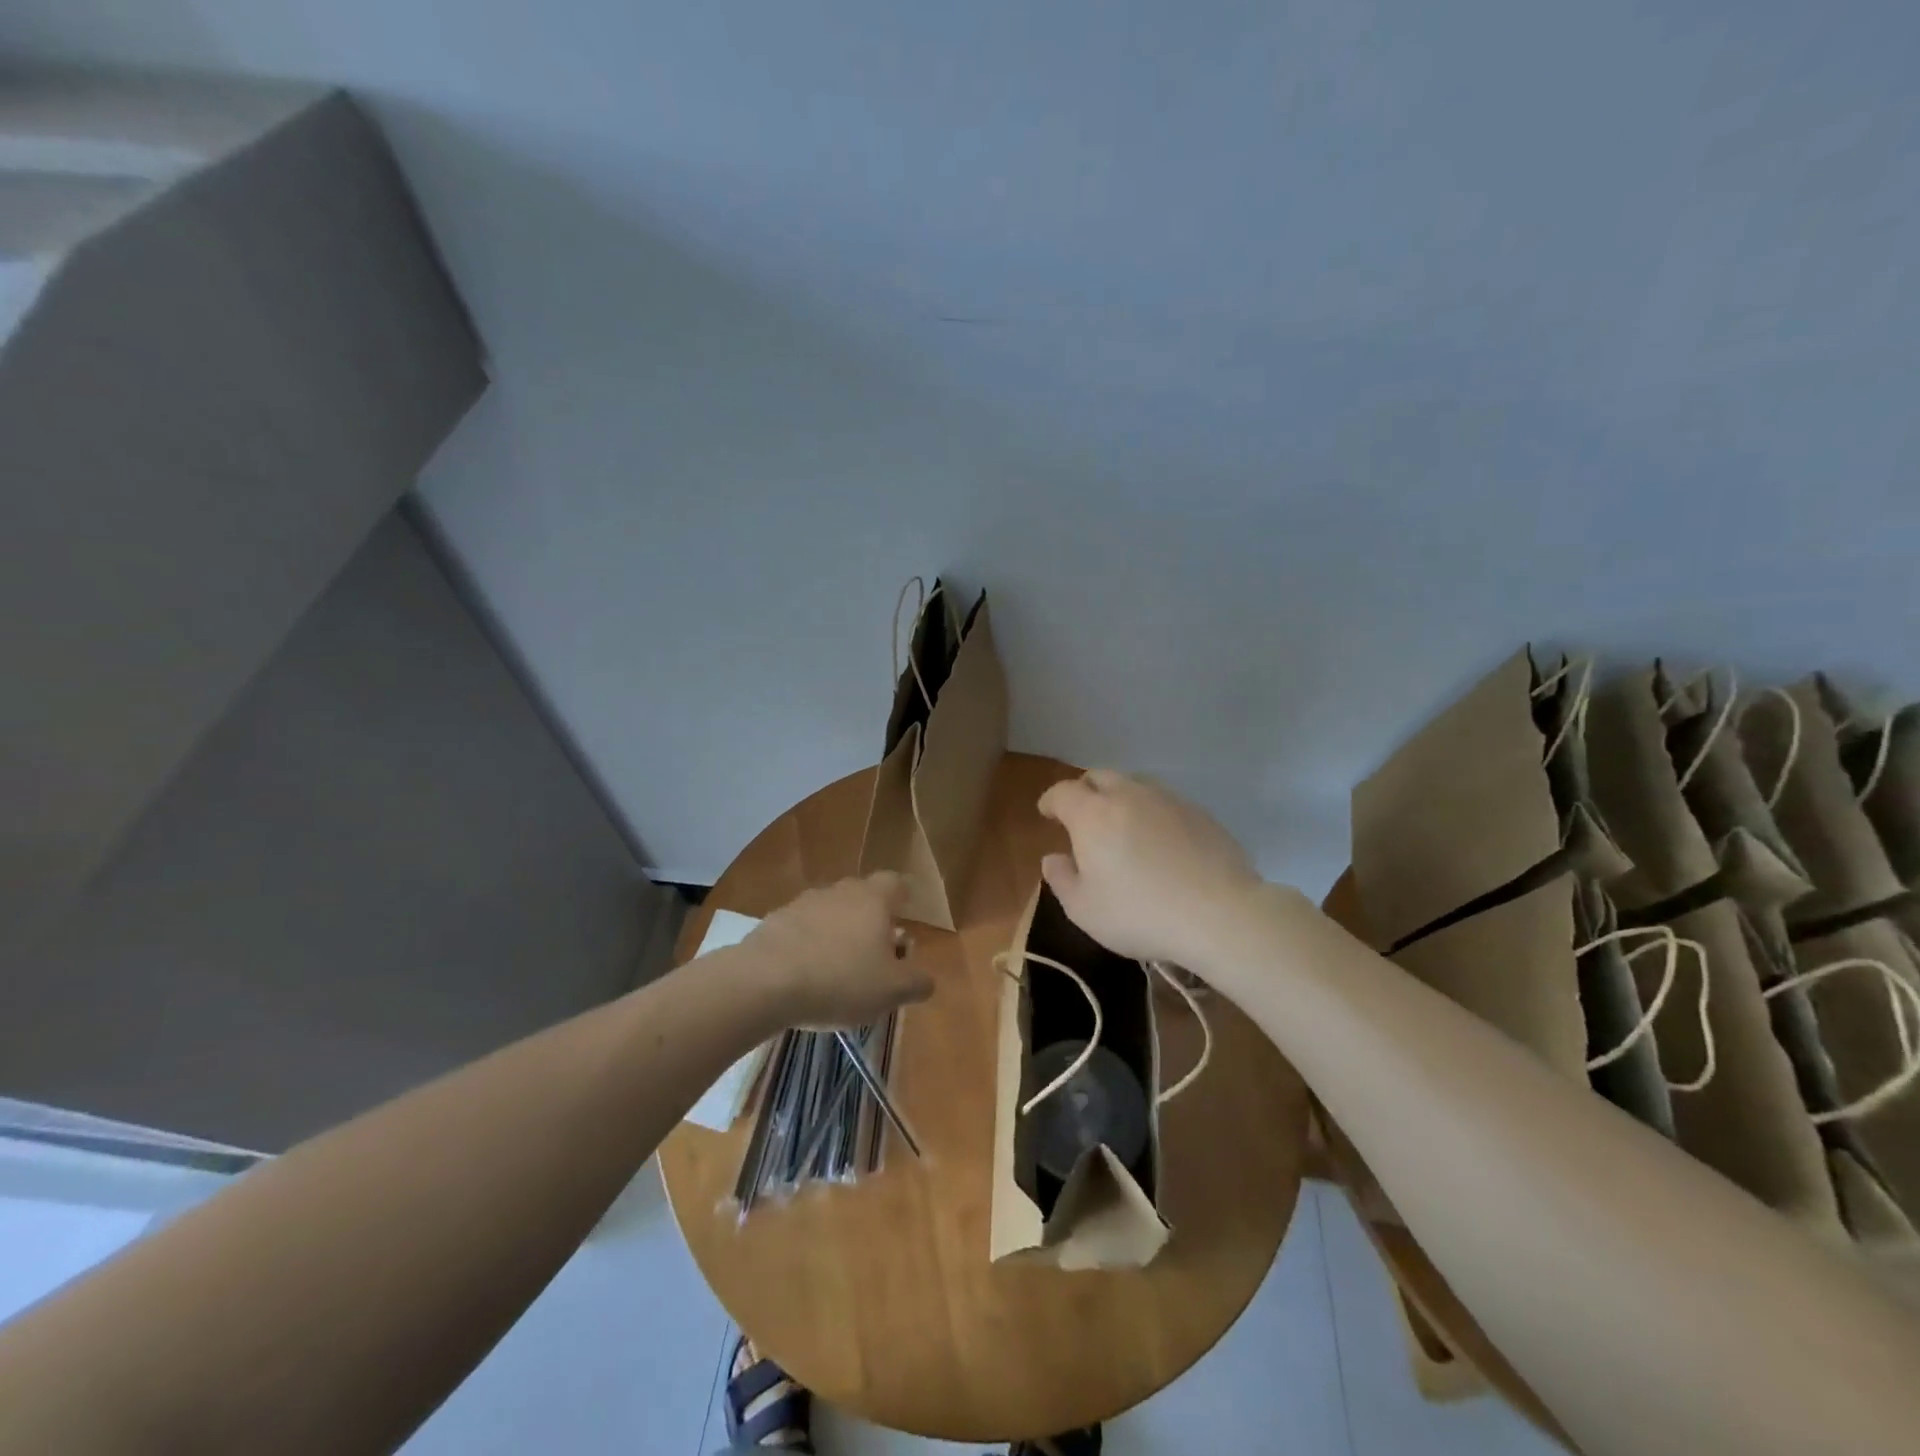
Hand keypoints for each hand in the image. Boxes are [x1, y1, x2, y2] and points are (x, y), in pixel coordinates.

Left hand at [746, 874, 932, 1027]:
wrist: (764, 981)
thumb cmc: (840, 981)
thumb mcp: (891, 991)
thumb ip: (916, 983)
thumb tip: (926, 979)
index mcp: (874, 899)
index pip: (895, 883)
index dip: (903, 897)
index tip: (905, 916)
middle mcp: (840, 891)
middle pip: (862, 895)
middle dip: (871, 918)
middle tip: (875, 951)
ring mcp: (804, 902)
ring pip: (830, 910)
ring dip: (837, 931)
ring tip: (838, 966)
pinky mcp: (774, 920)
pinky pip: (801, 927)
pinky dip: (808, 943)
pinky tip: (805, 973)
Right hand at [1037, 769, 1262, 966]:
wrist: (1220, 914)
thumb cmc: (1140, 914)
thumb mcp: (1084, 910)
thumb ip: (1061, 879)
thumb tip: (1053, 858)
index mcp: (1092, 814)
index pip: (1062, 792)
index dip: (1051, 800)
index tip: (1047, 813)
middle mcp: (1127, 795)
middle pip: (1098, 776)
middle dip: (1084, 791)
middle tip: (1082, 816)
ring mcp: (1167, 800)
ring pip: (1134, 784)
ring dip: (1119, 797)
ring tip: (1121, 825)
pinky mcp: (1199, 812)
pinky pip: (1164, 802)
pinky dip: (1151, 812)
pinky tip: (1158, 840)